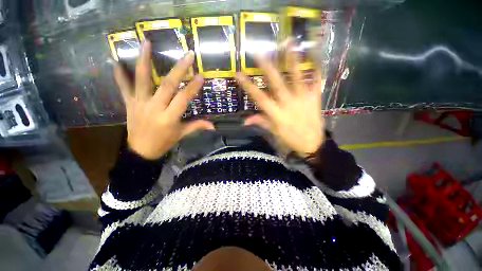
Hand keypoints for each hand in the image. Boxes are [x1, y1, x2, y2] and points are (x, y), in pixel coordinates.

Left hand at [113, 41, 213, 159]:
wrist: (140, 151)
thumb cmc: (164, 142)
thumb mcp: (182, 134)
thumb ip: (197, 126)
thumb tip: (213, 125)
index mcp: (169, 118)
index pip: (183, 99)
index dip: (193, 87)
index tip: (201, 76)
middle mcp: (155, 108)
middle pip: (167, 85)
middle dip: (179, 69)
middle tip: (188, 55)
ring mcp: (140, 104)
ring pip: (142, 80)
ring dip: (144, 61)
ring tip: (146, 43)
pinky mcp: (129, 104)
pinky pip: (124, 88)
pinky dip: (119, 75)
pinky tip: (116, 61)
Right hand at [236, 44, 325, 157]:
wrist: (312, 143)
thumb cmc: (291, 138)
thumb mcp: (274, 132)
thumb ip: (261, 122)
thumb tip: (245, 119)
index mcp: (276, 113)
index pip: (259, 97)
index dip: (248, 86)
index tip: (239, 74)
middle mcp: (288, 104)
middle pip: (277, 84)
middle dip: (267, 68)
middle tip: (260, 52)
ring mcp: (303, 99)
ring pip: (297, 78)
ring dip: (292, 61)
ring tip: (289, 43)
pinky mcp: (315, 98)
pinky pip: (316, 82)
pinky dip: (316, 69)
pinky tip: (315, 56)